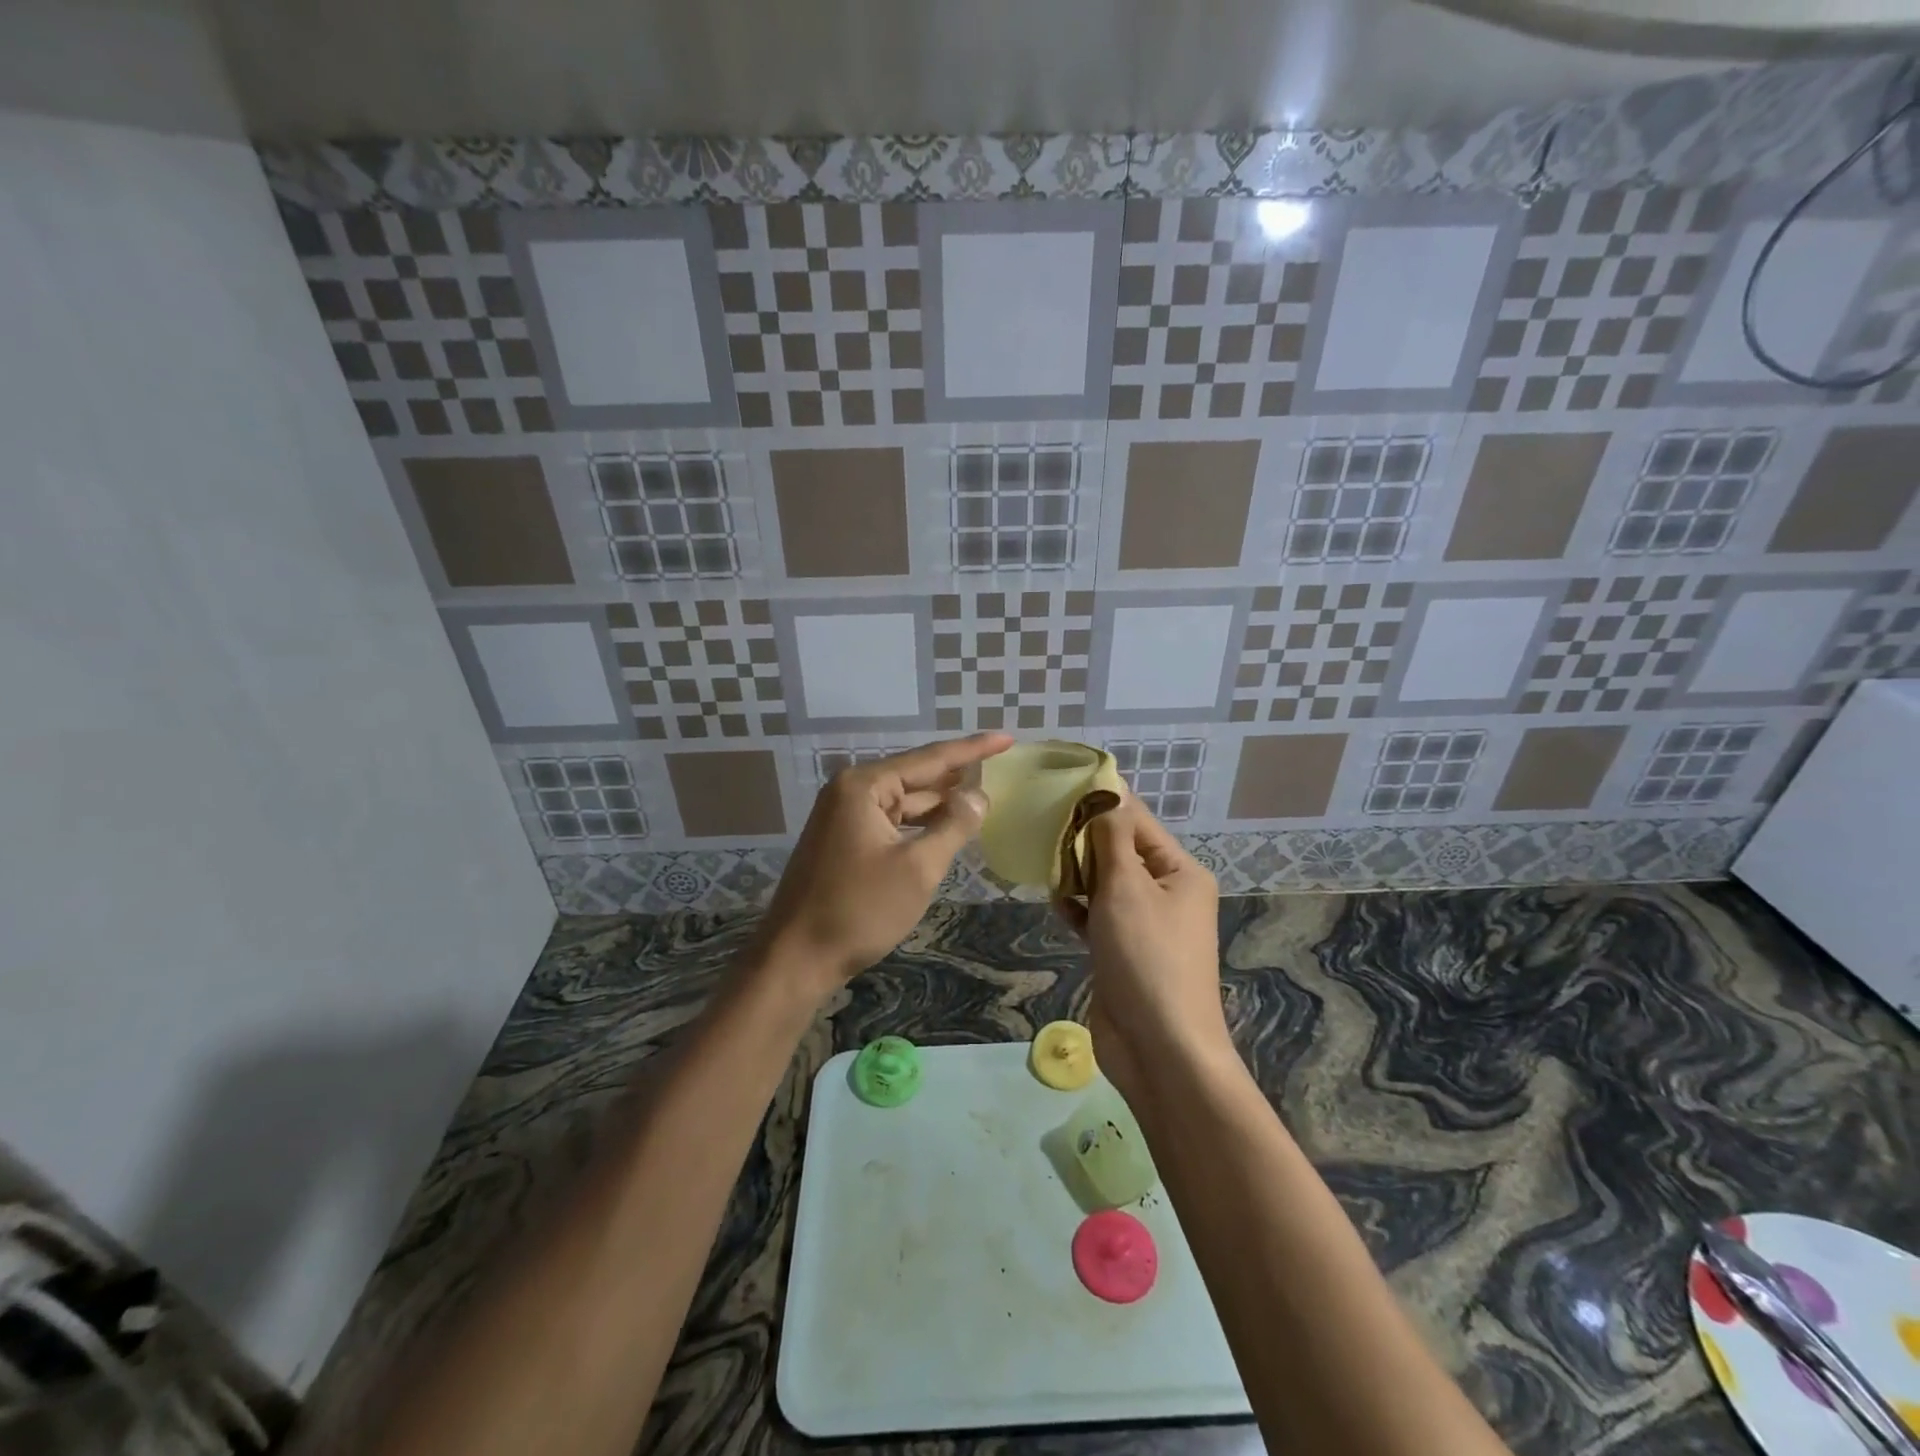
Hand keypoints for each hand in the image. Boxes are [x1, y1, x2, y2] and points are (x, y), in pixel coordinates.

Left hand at [754, 733, 1011, 997]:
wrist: (796, 958)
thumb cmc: (860, 909)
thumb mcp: (918, 867)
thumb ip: (953, 826)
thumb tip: (979, 796)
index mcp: (863, 786)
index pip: (930, 759)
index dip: (973, 749)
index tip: (1007, 738)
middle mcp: (849, 792)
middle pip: (915, 777)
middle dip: (956, 776)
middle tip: (1001, 766)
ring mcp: (843, 817)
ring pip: (903, 803)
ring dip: (939, 804)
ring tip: (982, 798)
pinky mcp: (843, 842)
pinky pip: (891, 823)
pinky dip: (919, 826)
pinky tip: (946, 829)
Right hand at [1054, 801, 1229, 1097]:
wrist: (1159, 1047)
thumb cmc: (1147, 956)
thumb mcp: (1128, 888)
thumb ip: (1112, 839)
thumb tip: (1108, 794)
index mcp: (1180, 871)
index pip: (1137, 821)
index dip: (1101, 802)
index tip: (1059, 786)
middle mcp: (1166, 892)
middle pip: (1119, 850)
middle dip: (1083, 840)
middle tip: (1041, 826)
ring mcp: (1143, 924)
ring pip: (1104, 883)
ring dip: (1077, 874)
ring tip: (1043, 863)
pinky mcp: (1122, 950)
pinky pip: (1097, 915)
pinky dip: (1078, 907)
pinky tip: (1056, 903)